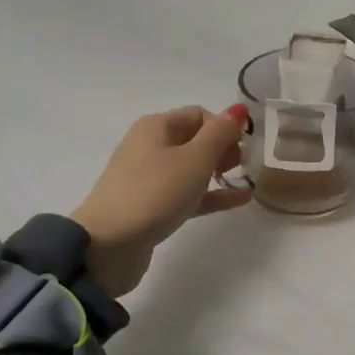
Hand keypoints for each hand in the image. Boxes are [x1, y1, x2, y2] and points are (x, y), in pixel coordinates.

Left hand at [72, 106, 250, 297]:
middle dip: (223, 148)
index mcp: (156, 127)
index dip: (225, 127)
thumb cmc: (155, 192)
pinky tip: (239, 200)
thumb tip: (238, 109)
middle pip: (195, 139)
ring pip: (192, 167)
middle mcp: (150, 146)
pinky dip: (211, 194)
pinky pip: (188, 193)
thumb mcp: (195, 159)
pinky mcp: (152, 206)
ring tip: (245, 180)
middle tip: (242, 166)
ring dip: (219, 171)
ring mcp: (149, 178)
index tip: (244, 148)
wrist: (109, 245)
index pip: (200, 115)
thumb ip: (220, 133)